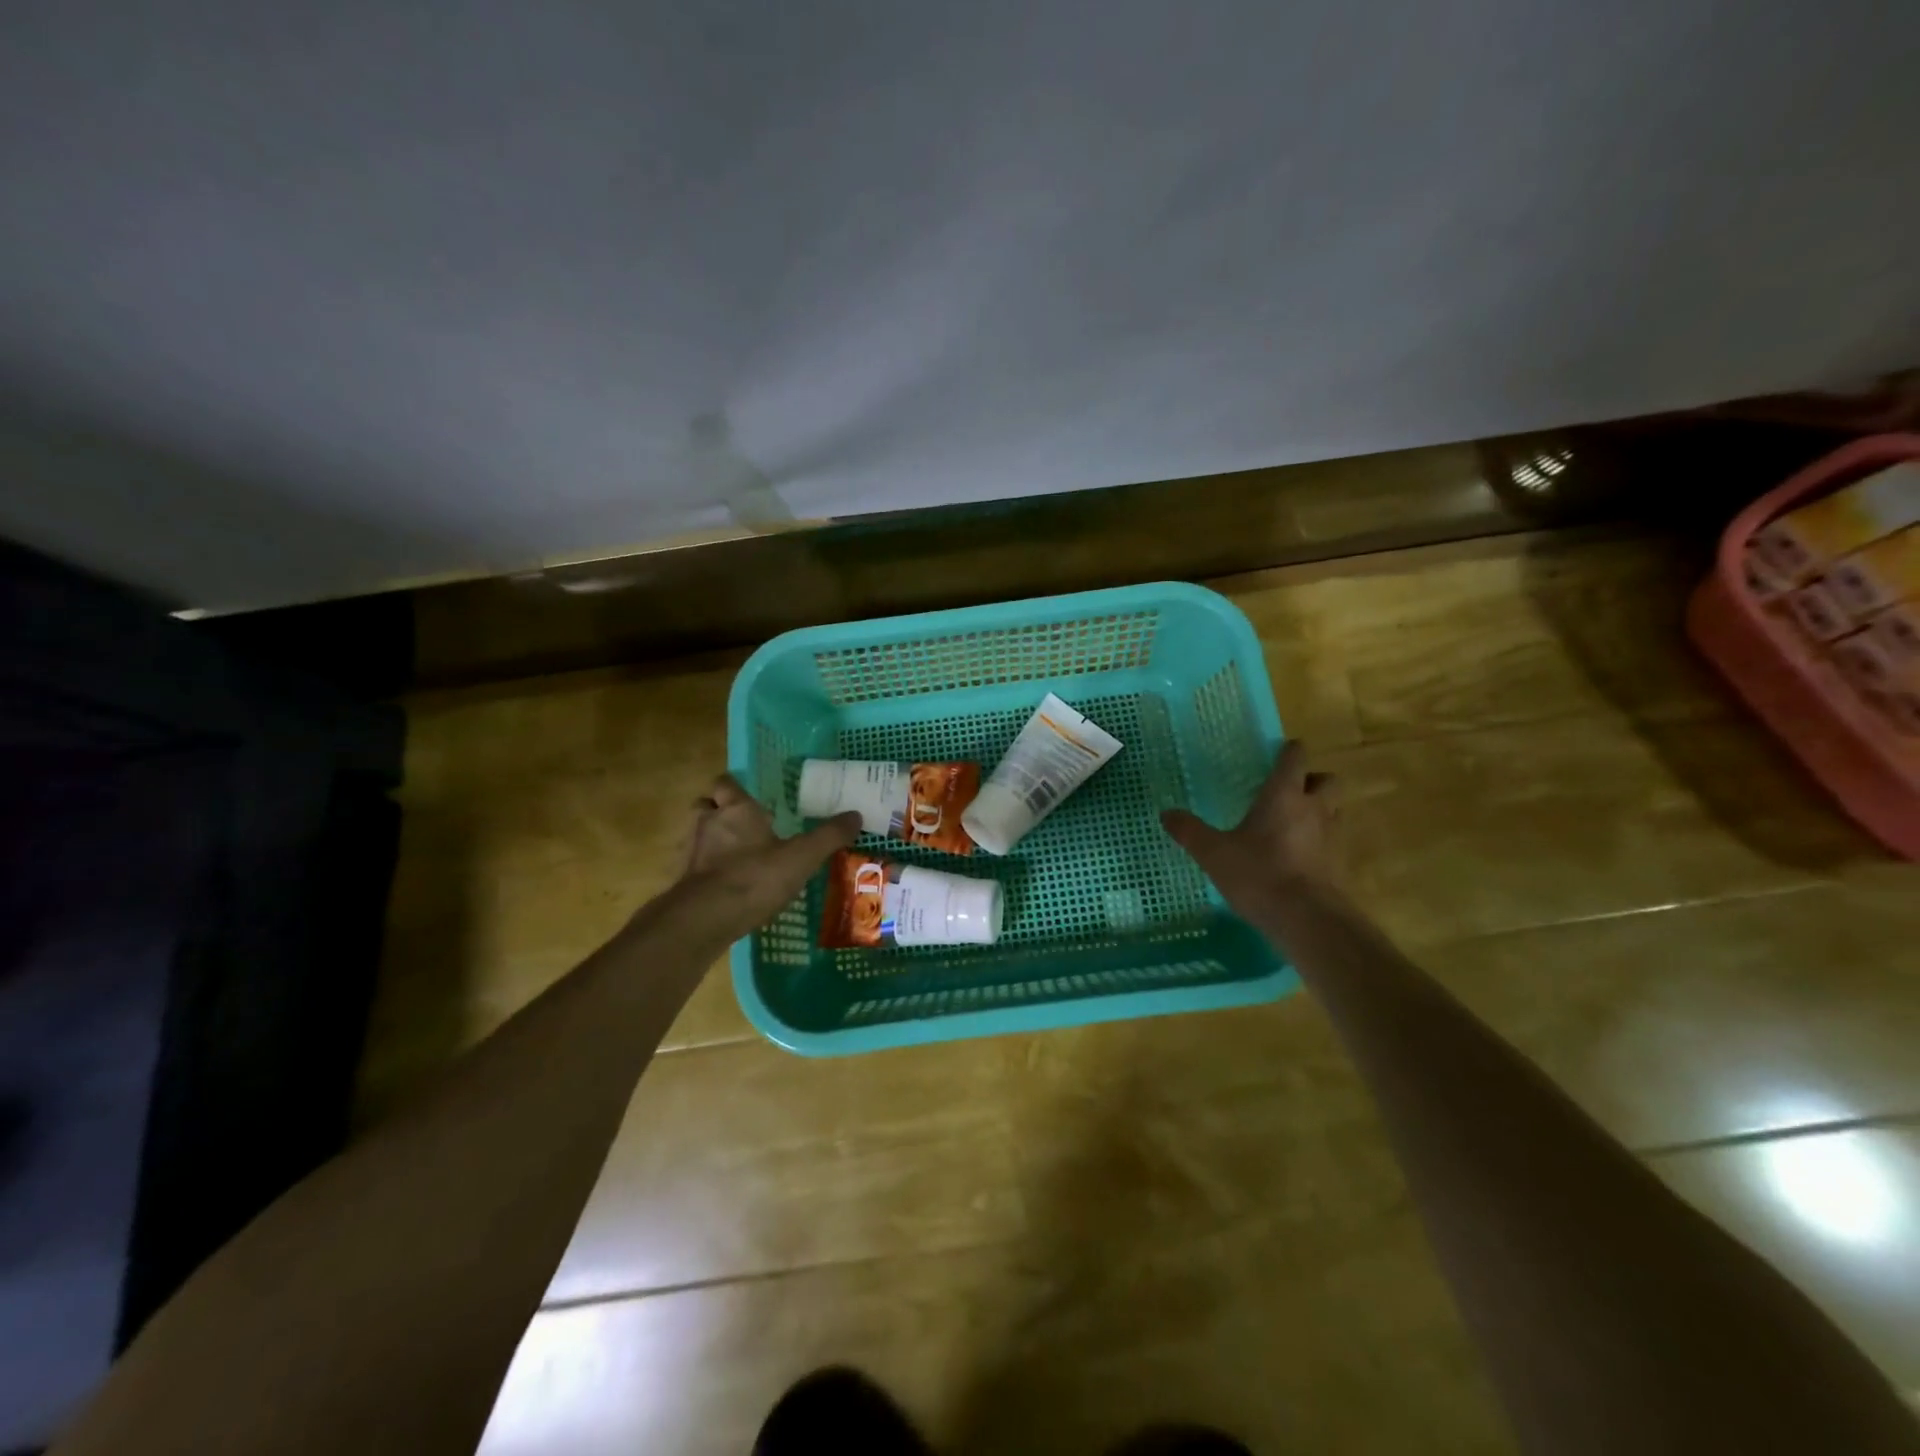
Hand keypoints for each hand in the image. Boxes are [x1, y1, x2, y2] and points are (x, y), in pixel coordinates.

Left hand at [672, 774, 860, 937]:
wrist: (705, 918)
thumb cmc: (755, 877)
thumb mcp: (802, 856)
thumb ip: (829, 836)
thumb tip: (856, 814)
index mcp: (737, 809)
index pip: (726, 783)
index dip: (735, 788)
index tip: (750, 798)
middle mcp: (709, 823)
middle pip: (705, 805)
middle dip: (718, 811)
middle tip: (740, 824)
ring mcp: (692, 853)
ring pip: (697, 835)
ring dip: (711, 840)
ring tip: (735, 855)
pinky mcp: (683, 882)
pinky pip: (695, 867)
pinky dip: (707, 871)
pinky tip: (726, 884)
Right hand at [1161, 740, 1341, 915]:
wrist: (1306, 919)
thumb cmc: (1259, 874)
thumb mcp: (1213, 852)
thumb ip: (1190, 831)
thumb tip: (1166, 813)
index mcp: (1284, 796)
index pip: (1295, 759)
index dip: (1290, 751)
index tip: (1281, 751)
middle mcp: (1314, 809)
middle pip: (1328, 780)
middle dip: (1313, 780)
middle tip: (1292, 789)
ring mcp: (1331, 838)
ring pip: (1335, 810)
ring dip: (1320, 809)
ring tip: (1295, 822)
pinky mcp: (1338, 866)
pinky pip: (1333, 841)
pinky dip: (1320, 841)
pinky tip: (1298, 856)